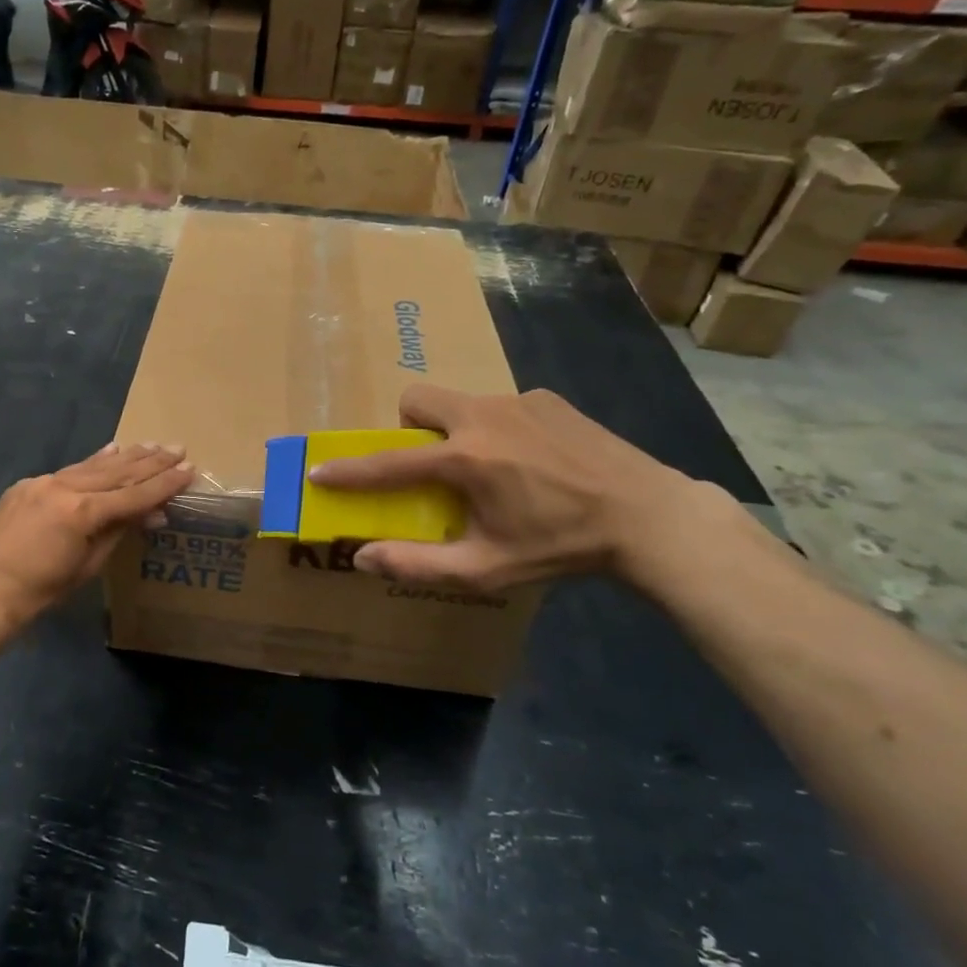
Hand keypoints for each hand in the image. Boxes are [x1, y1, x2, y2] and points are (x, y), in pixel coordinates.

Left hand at [0, 442, 193, 632]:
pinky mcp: (27, 486)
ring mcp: (42, 482)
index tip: (189, 469)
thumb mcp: (88, 566)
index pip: (133, 494)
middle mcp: (64, 487)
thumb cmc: (41, 592)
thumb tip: (152, 514)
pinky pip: (68, 470)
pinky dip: (93, 462)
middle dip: (150, 461)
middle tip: (177, 448)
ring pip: (92, 466)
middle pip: (116, 472)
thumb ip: (118, 532)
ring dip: (125, 456)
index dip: (164, 483)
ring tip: (151, 445)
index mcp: (82, 512)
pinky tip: (111, 450)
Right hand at [307, 385, 699, 592]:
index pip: (389, 463)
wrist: (647, 516)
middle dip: (409, 427)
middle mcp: (483, 417)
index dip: (348, 470)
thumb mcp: (487, 569)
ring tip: (491, 468)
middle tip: (430, 463)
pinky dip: (497, 428)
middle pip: (418, 400)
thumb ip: (418, 564)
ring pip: (460, 402)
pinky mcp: (547, 398)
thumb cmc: (560, 546)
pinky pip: (501, 405)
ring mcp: (518, 400)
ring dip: (455, 430)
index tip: (319, 471)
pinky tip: (532, 460)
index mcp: (465, 459)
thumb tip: (363, 556)